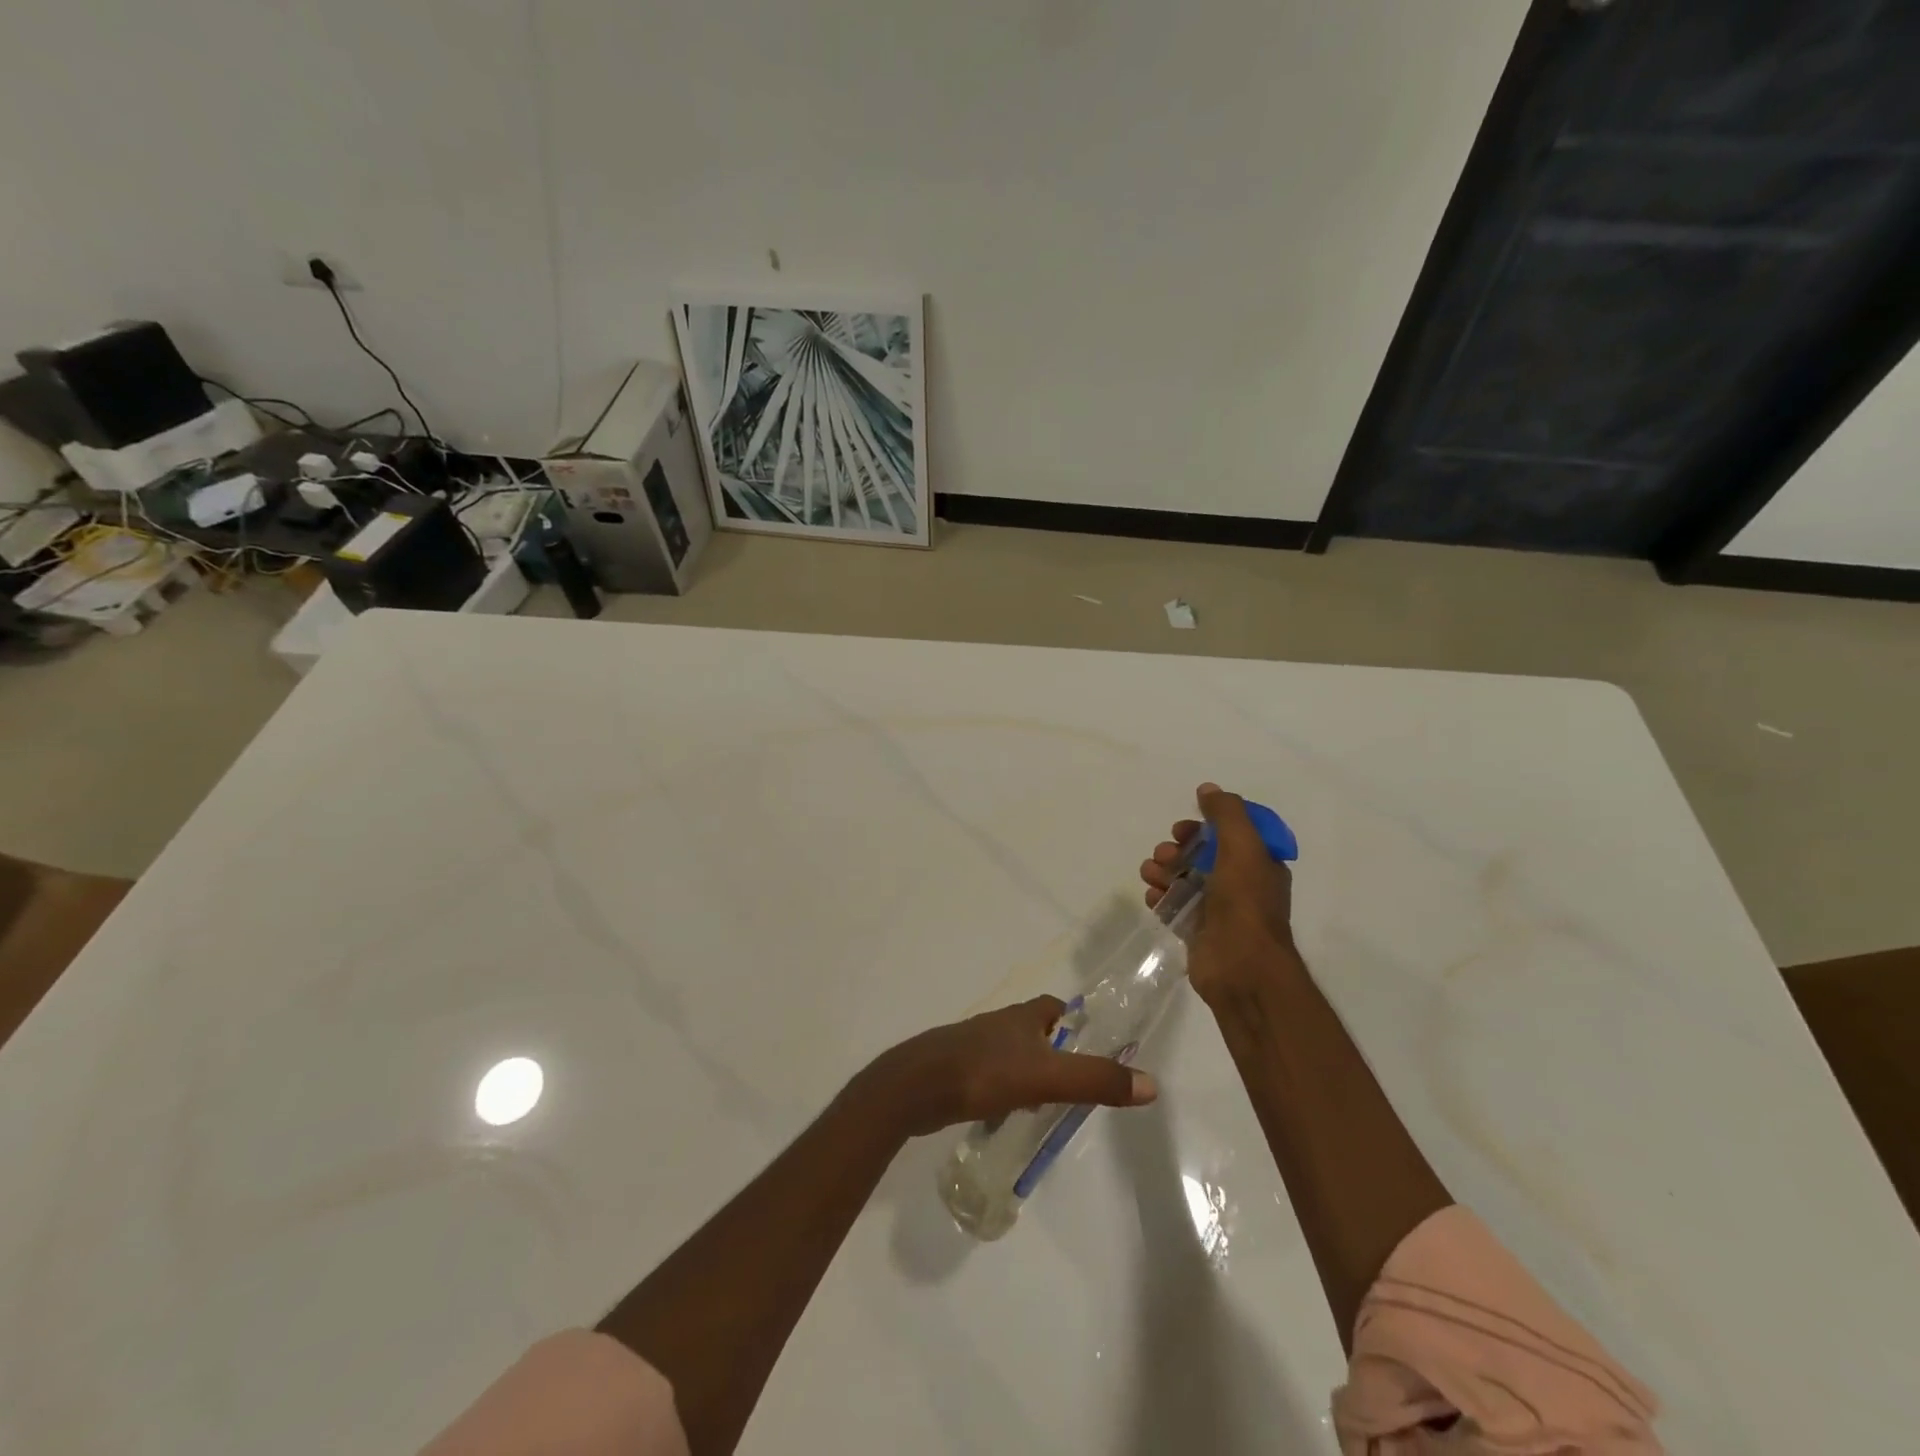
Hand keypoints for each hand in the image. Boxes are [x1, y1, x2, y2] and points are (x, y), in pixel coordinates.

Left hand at [862, 996, 1158, 1138]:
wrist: (918, 1086)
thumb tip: (1151, 1083)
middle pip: (1032, 1030)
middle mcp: (998, 1024)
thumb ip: (1096, 1080)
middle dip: (1052, 1049)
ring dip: (1027, 1070)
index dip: (1072, 1020)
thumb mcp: (1047, 1078)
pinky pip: (989, 1075)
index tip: (1089, 1043)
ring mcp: (973, 1046)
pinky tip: (1005, 1112)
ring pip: (1009, 1053)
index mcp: (1021, 1016)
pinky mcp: (956, 1070)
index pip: (1053, 1007)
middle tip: (1073, 1081)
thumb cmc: (985, 1072)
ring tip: (1044, 1102)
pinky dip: (1003, 1088)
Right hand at [1140, 782, 1300, 1006]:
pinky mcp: (1197, 930)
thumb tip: (1208, 788)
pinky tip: (1152, 896)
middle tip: (1167, 854)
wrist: (1241, 967)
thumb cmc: (1246, 903)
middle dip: (1178, 848)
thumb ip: (1226, 813)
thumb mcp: (1243, 847)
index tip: (1184, 827)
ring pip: (1183, 877)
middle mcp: (1240, 884)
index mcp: (1258, 864)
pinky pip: (1173, 904)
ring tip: (1153, 875)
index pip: (1229, 833)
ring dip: (1163, 870)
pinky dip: (1160, 896)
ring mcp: (1217, 909)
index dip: (1204, 825)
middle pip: (1202, 854)